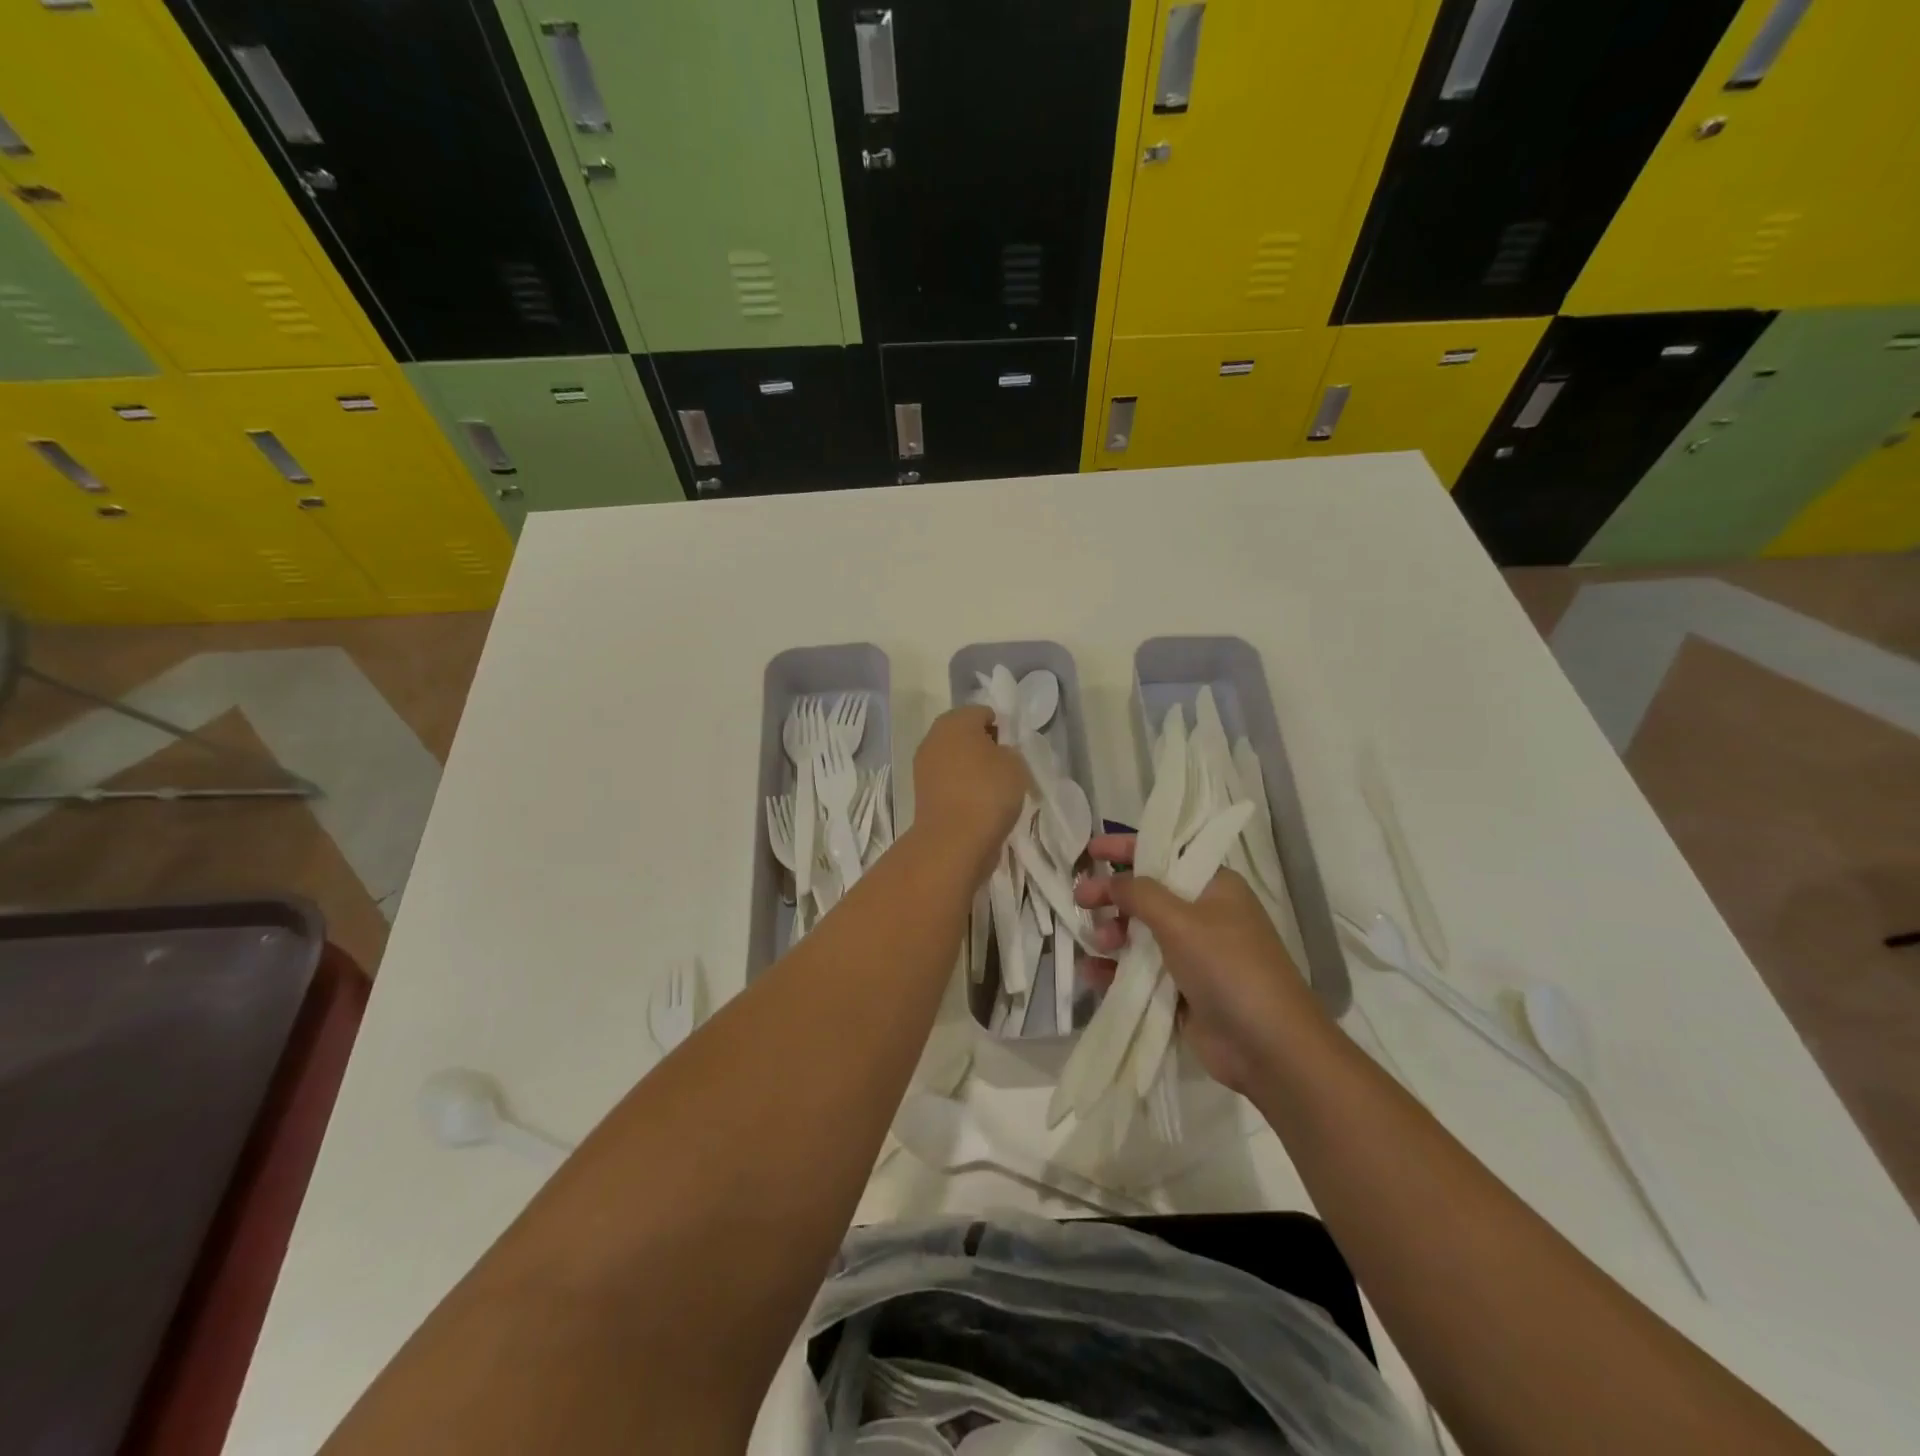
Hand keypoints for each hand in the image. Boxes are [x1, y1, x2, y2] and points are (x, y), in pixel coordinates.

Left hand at [911, 706, 1030, 881]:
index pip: (983, 713)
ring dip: (974, 770)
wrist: (953, 841)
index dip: (1003, 728)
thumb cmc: (988, 792)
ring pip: (957, 760)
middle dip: (986, 748)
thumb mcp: (1015, 763)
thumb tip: (997, 754)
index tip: (1015, 749)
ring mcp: (924, 767)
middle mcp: (934, 738)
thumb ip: (1009, 750)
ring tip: (996, 791)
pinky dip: (964, 790)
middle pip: (966, 735)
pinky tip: (981, 806)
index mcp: (955, 721)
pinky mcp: (923, 794)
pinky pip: (950, 783)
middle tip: (1007, 768)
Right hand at [1075, 833, 1325, 1093]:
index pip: (1164, 854)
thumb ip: (1139, 893)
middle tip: (1079, 900)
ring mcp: (1191, 954)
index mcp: (1213, 886)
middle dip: (1112, 896)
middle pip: (1146, 894)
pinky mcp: (1180, 990)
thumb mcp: (1181, 920)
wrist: (1268, 1047)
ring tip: (1099, 944)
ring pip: (1139, 933)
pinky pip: (1138, 971)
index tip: (1090, 850)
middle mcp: (1202, 915)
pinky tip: (1092, 973)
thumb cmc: (1228, 967)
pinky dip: (1114, 969)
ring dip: (1112, 934)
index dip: (1126, 848)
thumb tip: (1109, 880)